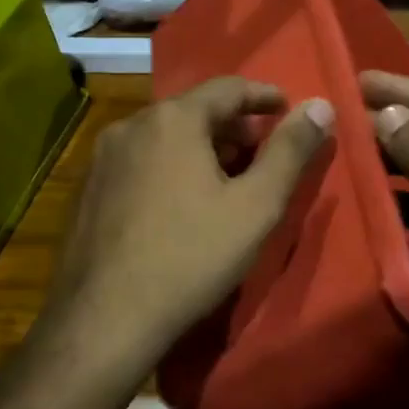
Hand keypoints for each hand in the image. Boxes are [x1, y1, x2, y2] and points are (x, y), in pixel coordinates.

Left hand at [45, 78, 333, 376]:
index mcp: (173, 119)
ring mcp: (103, 157)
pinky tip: (182, 202)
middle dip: (234, 126)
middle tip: (264, 151)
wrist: (104, 320)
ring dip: (201, 146)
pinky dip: (170, 165)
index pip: (229, 88)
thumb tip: (320, 105)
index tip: (289, 109)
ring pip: (165, 136)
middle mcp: (132, 124)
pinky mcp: (88, 188)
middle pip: (194, 110)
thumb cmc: (191, 257)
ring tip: (228, 178)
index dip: (264, 96)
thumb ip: (291, 151)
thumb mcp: (256, 206)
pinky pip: (141, 160)